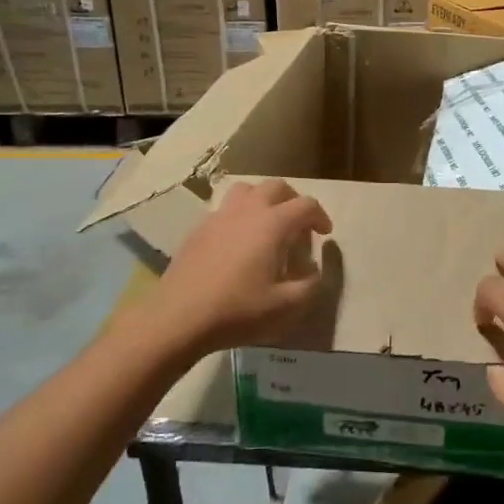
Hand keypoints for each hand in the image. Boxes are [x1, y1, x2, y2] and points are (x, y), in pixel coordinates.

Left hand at [146, 179, 332, 357]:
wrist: (179, 317)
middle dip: (294, 201)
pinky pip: (225, 208)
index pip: (306, 205)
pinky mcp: (199, 229)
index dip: (320, 216)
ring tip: (268, 223)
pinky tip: (239, 241)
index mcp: (272, 224)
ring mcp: (219, 216)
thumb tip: (314, 270)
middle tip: (299, 225)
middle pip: (276, 187)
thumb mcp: (286, 306)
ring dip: (264, 200)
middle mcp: (247, 210)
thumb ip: (310, 285)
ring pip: (247, 190)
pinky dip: (240, 214)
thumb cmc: (238, 310)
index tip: (324, 234)